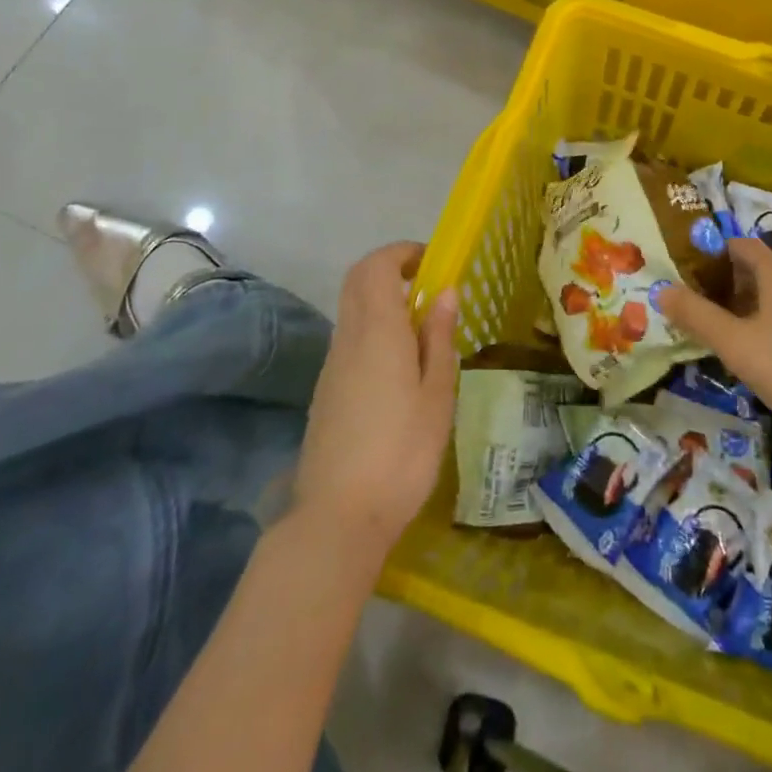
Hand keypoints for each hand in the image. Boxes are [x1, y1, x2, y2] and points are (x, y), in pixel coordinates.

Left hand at [294, 243, 459, 561]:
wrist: (338, 519)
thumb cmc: (402, 453)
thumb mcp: (437, 395)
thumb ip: (439, 338)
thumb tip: (444, 292)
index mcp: (377, 331)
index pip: (376, 266)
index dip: (402, 252)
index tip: (432, 261)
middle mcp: (348, 338)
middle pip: (358, 281)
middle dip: (390, 269)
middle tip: (427, 285)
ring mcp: (332, 365)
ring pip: (351, 310)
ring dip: (382, 300)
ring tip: (422, 328)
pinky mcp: (326, 391)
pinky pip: (349, 339)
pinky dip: (373, 329)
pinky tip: (399, 366)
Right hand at [655, 238, 771, 463]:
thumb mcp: (735, 344)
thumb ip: (696, 315)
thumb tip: (662, 289)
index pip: (741, 245)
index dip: (713, 252)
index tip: (686, 270)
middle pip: (756, 272)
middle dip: (723, 284)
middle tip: (692, 307)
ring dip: (743, 308)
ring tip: (716, 333)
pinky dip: (765, 327)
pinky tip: (753, 356)